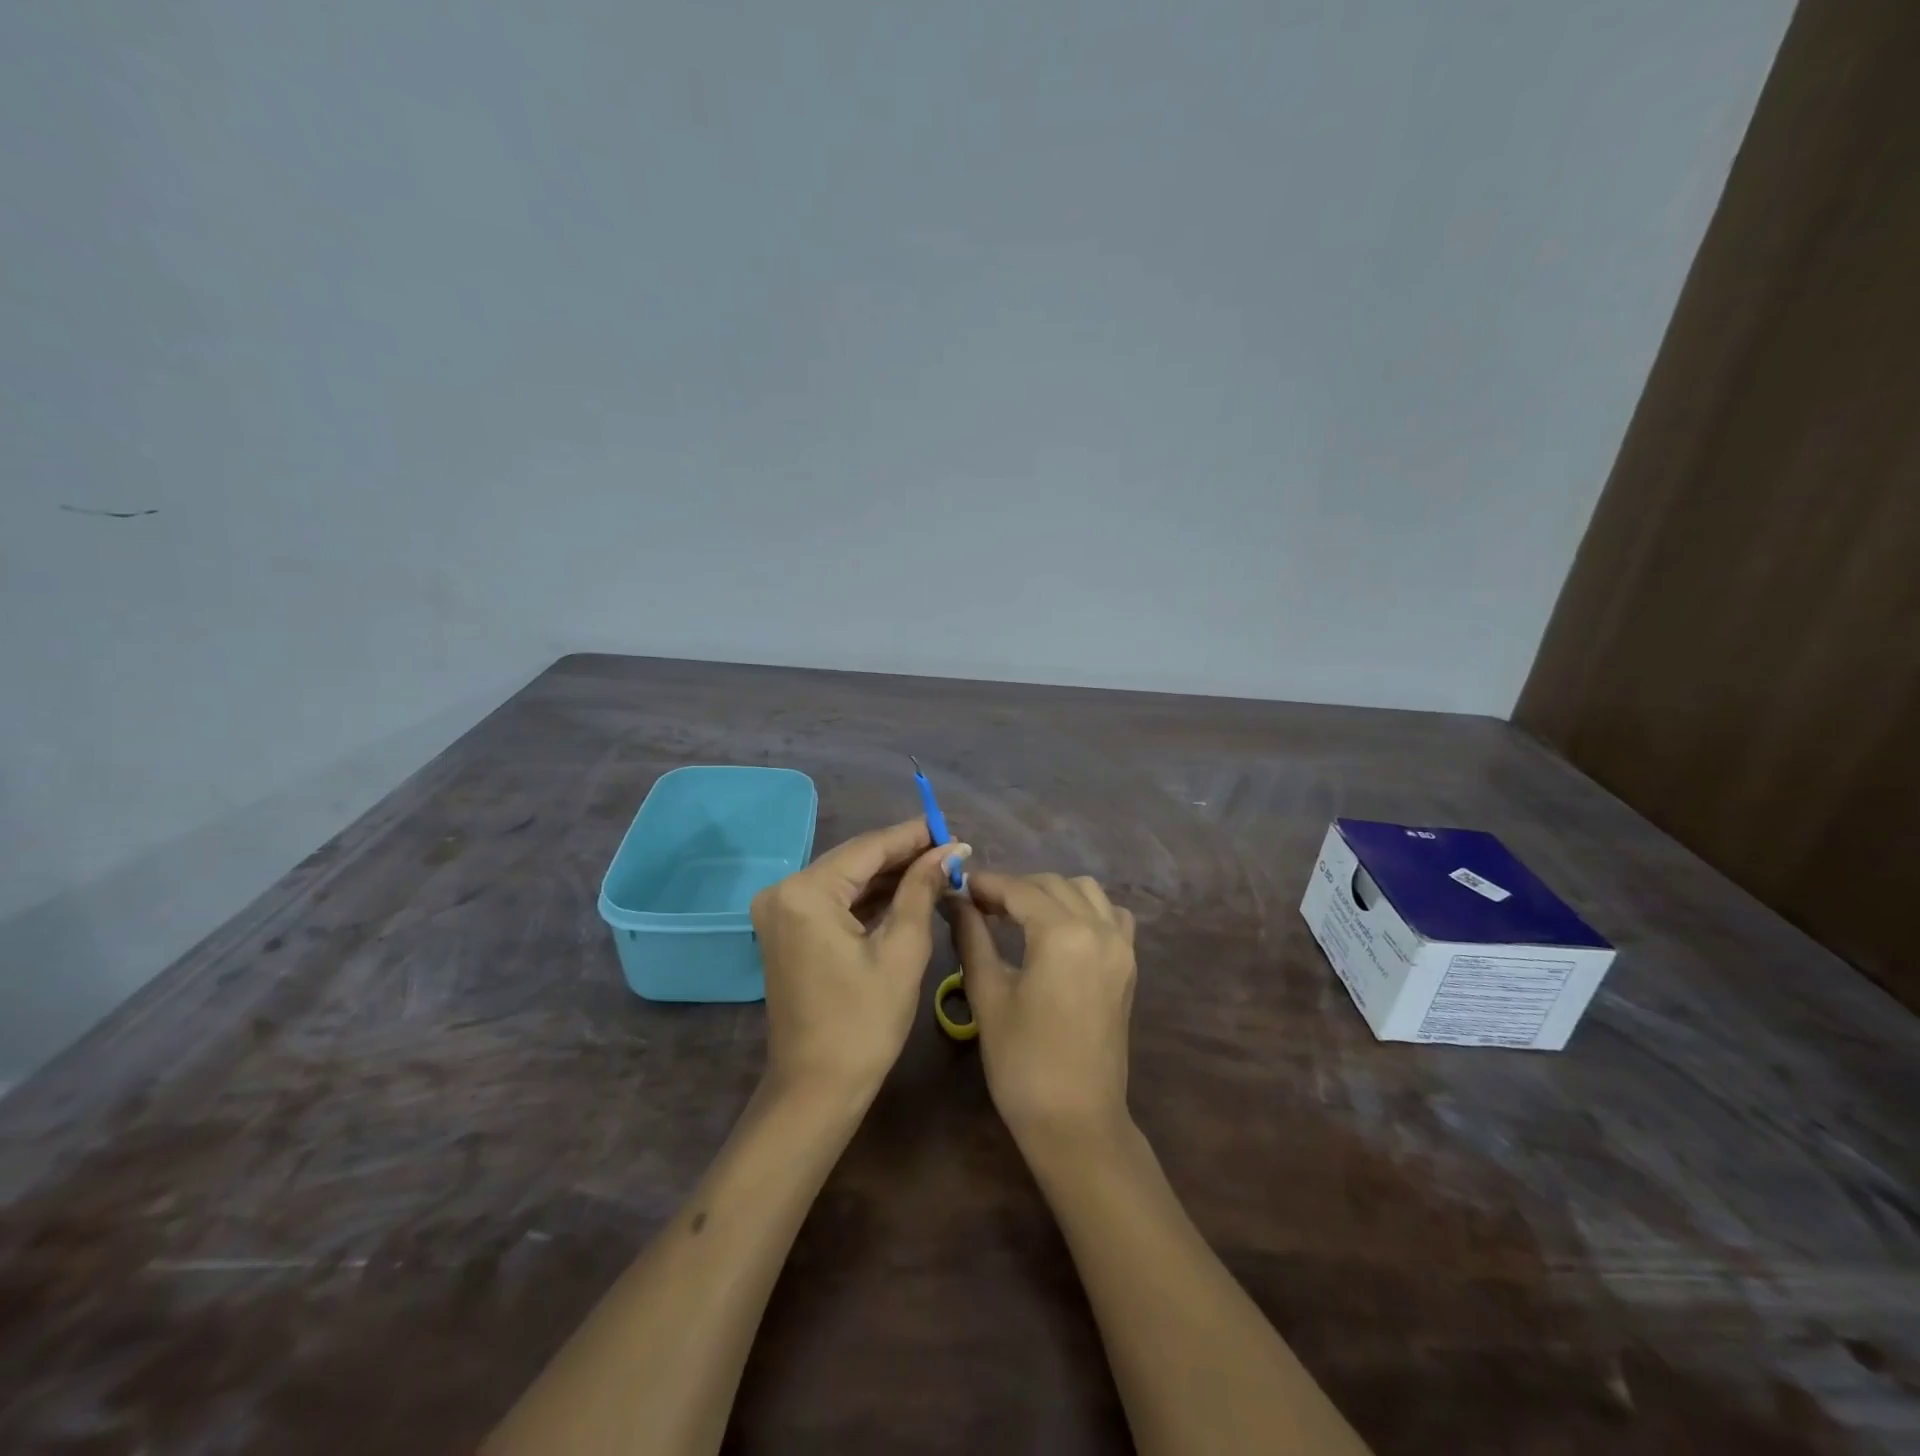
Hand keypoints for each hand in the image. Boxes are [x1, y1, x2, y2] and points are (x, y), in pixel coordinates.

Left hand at [751, 820, 968, 1103]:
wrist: (816, 1089)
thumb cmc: (864, 1022)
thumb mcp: (903, 950)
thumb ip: (922, 888)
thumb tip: (951, 849)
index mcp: (806, 892)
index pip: (869, 847)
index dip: (913, 835)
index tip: (951, 826)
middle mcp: (784, 890)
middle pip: (855, 859)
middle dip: (904, 854)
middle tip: (951, 849)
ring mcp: (781, 910)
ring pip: (846, 878)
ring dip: (889, 875)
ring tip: (938, 867)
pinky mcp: (788, 929)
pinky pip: (835, 900)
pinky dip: (870, 897)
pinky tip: (907, 890)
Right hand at [944, 872, 1136, 1141]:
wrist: (1076, 1120)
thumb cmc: (1022, 1061)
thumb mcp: (988, 994)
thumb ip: (972, 936)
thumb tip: (955, 901)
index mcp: (1063, 934)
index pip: (1018, 890)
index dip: (985, 884)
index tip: (957, 887)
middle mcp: (1099, 928)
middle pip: (1052, 885)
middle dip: (1014, 888)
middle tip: (979, 906)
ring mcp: (1120, 945)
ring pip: (1085, 892)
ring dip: (1050, 893)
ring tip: (1018, 915)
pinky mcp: (1128, 964)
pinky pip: (1111, 915)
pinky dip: (1085, 909)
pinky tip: (1060, 930)